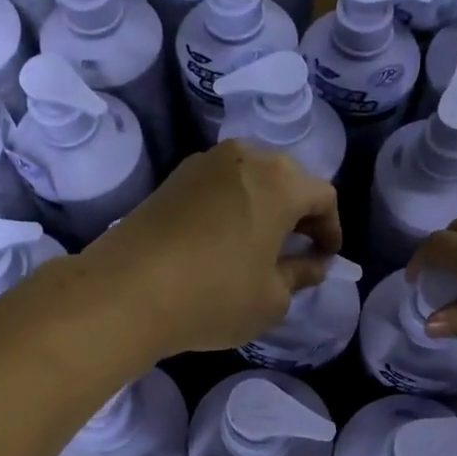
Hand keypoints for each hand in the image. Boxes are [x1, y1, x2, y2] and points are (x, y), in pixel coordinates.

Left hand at [82, 141, 342, 357]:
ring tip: (260, 246)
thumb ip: (301, 275)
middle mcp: (245, 157)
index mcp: (280, 181)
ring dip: (264, 207)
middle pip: (288, 179)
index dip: (331, 230)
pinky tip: (224, 241)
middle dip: (299, 214)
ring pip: (251, 179)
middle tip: (298, 250)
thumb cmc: (214, 295)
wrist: (125, 291)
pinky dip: (233, 207)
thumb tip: (312, 264)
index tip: (325, 259)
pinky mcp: (173, 178)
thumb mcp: (272, 298)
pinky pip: (219, 186)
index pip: (323, 197)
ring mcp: (204, 163)